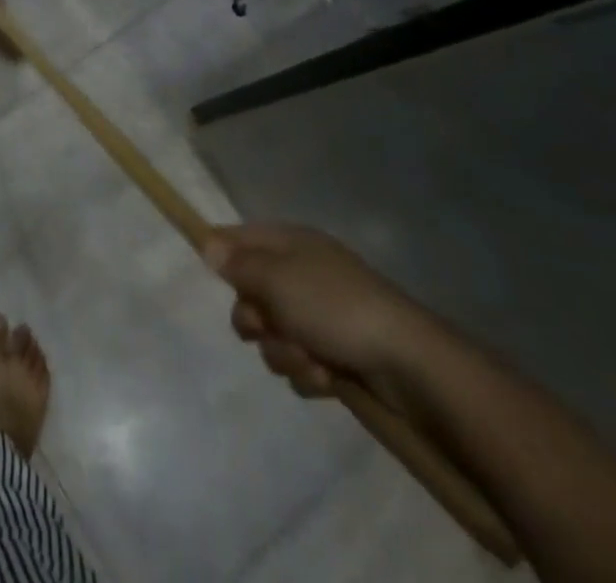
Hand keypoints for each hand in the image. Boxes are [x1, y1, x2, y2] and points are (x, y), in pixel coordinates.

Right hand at [204, 223, 421, 397]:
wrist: (408, 362)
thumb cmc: (334, 306)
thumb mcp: (276, 277)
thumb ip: (237, 263)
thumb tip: (208, 243)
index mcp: (289, 244)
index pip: (238, 238)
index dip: (220, 253)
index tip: (210, 273)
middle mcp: (300, 274)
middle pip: (250, 294)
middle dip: (255, 319)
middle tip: (269, 326)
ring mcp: (319, 316)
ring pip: (273, 335)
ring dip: (283, 352)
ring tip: (310, 359)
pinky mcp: (334, 354)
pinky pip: (299, 363)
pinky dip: (308, 373)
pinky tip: (328, 377)